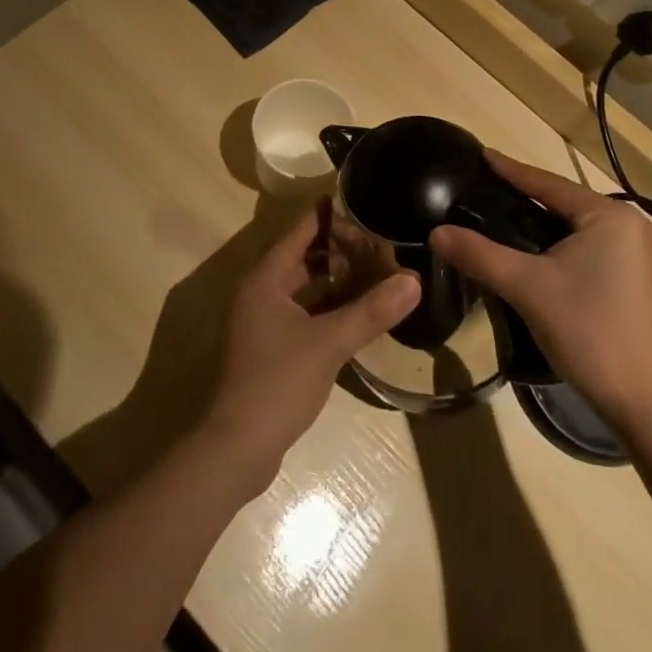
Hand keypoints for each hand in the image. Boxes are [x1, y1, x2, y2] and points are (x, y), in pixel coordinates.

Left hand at [201, 204, 419, 494]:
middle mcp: (262, 289)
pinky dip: (329, 303)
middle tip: (381, 241)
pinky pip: (304, 308)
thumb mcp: (329, 343)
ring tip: (377, 269)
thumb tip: (414, 280)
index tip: (368, 203)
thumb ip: (371, 310)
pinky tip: (359, 308)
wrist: (237, 448)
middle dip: (341, 247)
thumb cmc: (278, 383)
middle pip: (304, 253)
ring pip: (305, 282)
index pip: (303, 228)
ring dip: (337, 276)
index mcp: (267, 276)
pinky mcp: (271, 343)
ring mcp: (264, 318)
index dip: (334, 215)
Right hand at [429, 151, 651, 431]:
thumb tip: (436, 233)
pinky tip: (535, 254)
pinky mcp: (637, 281)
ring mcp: (639, 254)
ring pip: (575, 228)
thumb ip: (480, 255)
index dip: (510, 170)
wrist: (648, 404)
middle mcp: (630, 225)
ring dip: (541, 225)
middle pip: (563, 203)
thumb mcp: (528, 288)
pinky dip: (559, 246)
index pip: (548, 183)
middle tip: (484, 189)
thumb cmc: (590, 332)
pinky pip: (589, 248)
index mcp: (609, 215)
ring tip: (501, 218)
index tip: (481, 154)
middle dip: (524, 198)